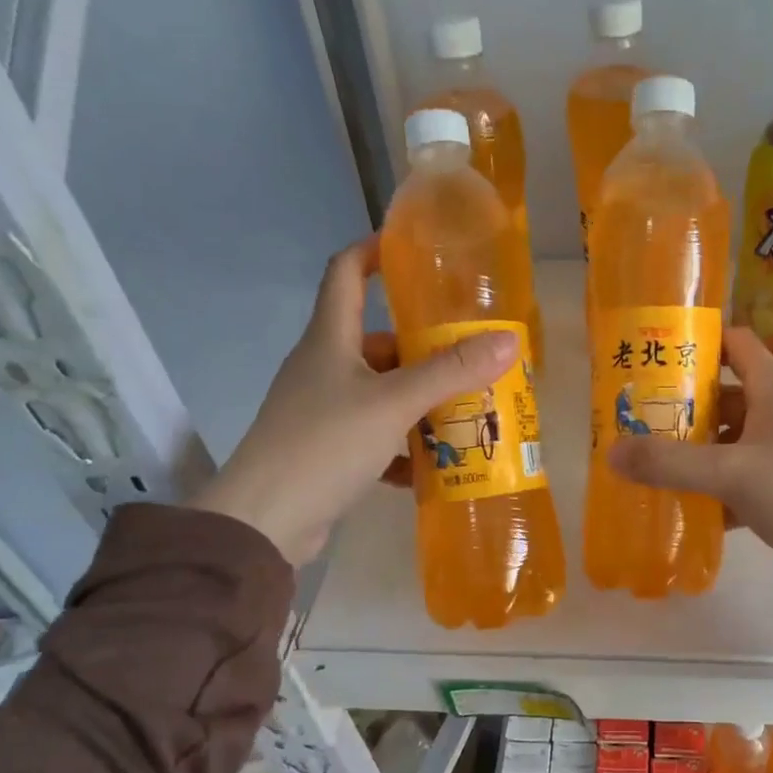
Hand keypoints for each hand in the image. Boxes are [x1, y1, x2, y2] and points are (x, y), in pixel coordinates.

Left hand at [188, 239, 519, 565]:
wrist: (264, 522)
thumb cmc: (325, 445)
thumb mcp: (394, 403)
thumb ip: (451, 372)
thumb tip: (508, 340)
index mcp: (330, 340)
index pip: (345, 273)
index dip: (373, 252)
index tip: (411, 250)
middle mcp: (323, 368)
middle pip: (378, 342)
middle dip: (424, 349)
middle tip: (472, 358)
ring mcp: (322, 411)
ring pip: (381, 392)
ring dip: (420, 401)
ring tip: (466, 412)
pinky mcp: (326, 450)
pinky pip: (374, 436)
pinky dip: (402, 446)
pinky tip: (430, 465)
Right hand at [606, 327, 772, 583]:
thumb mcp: (731, 476)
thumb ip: (671, 464)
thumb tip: (612, 452)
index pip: (735, 342)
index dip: (699, 344)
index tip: (659, 359)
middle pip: (729, 394)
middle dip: (687, 407)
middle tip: (645, 421)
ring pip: (738, 435)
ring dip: (703, 448)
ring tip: (662, 464)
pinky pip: (752, 466)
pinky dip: (726, 479)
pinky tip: (698, 503)